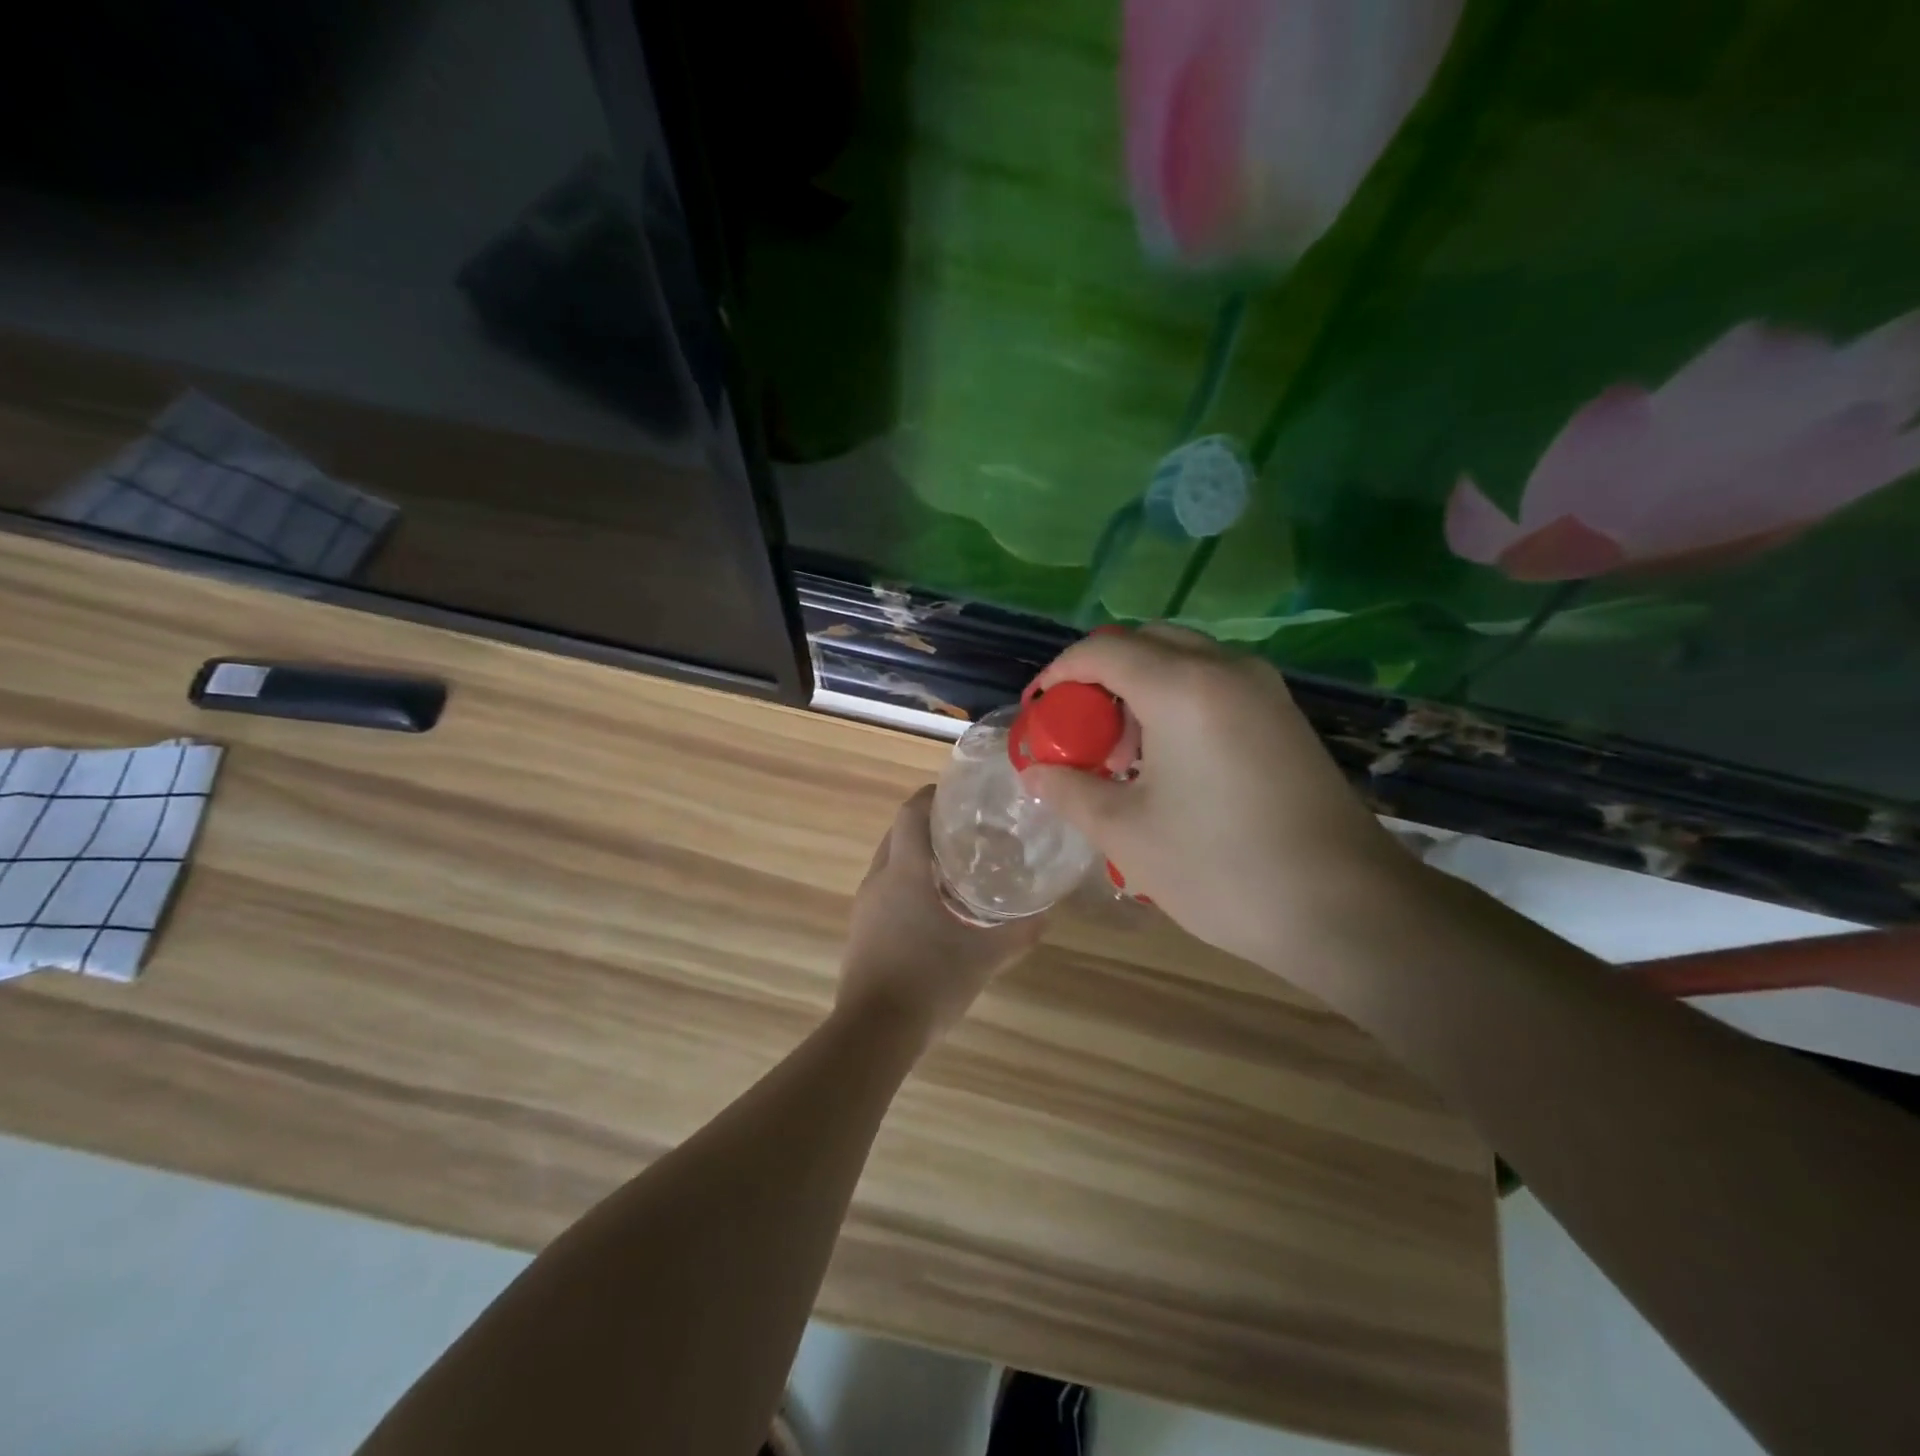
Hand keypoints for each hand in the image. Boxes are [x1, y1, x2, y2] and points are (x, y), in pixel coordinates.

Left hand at [837, 786, 1044, 1047]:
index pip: (911, 812)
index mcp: (905, 871)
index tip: (960, 796)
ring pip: (890, 862)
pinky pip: (885, 890)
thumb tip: (1047, 913)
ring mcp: (865, 905)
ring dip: (918, 857)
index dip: (932, 796)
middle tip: (969, 833)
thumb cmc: (930, 980)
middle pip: (899, 833)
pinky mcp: (861, 929)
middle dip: (929, 826)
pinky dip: (908, 885)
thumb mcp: (985, 956)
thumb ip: (1019, 932)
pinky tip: (935, 909)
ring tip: (957, 869)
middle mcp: (880, 879)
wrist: (875, 1031)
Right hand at [1018, 626, 1408, 970]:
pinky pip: (1215, 685)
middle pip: (1145, 643)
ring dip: (1140, 690)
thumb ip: (1071, 790)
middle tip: (1081, 731)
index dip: (1058, 674)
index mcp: (1182, 687)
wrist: (1348, 910)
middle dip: (1100, 677)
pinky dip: (1177, 702)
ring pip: (1183, 662)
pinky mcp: (1285, 717)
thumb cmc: (1222, 868)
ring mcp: (1264, 691)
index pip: (1101, 651)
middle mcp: (1227, 670)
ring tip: (1122, 755)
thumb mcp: (1127, 833)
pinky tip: (1169, 763)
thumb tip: (1038, 772)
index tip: (1038, 712)